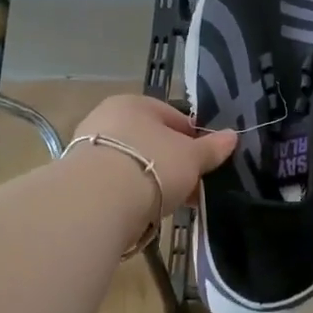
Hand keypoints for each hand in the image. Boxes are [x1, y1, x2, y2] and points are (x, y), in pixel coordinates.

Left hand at [70, 94, 237, 211]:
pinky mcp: (80, 178)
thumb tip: (232, 136)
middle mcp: (107, 118)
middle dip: (175, 163)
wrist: (99, 201)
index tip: (206, 162)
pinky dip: (134, 193)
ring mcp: (90, 147)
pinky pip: (118, 182)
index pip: (174, 117)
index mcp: (135, 103)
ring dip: (155, 179)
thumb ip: (212, 147)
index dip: (195, 139)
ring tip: (171, 202)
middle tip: (192, 186)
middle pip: (153, 141)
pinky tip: (146, 209)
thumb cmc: (153, 165)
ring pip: (135, 162)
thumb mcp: (192, 157)